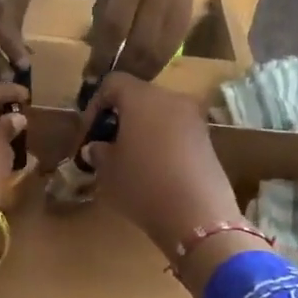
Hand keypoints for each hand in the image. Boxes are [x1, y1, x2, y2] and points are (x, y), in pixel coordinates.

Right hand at [77, 73, 238, 257]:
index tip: (89, 131)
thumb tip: (97, 147)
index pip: (113, 83)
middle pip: (140, 97)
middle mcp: (171, 99)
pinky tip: (156, 171)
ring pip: (161, 115)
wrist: (197, 214)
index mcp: (142, 98)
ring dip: (144, 130)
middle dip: (121, 117)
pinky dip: (163, 143)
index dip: (96, 104)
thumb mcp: (109, 171)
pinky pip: (177, 132)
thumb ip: (99, 152)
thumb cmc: (143, 185)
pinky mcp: (208, 141)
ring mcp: (194, 119)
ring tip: (131, 160)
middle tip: (109, 145)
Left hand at [84, 0, 202, 80]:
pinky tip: (143, 77)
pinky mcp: (186, 23)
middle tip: (108, 86)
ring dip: (138, 75)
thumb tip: (96, 58)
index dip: (102, 54)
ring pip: (157, 54)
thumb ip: (103, 19)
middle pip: (138, 45)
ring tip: (124, 87)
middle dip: (121, 70)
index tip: (91, 75)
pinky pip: (169, 53)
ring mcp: (174, 11)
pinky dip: (154, 69)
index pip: (114, 25)